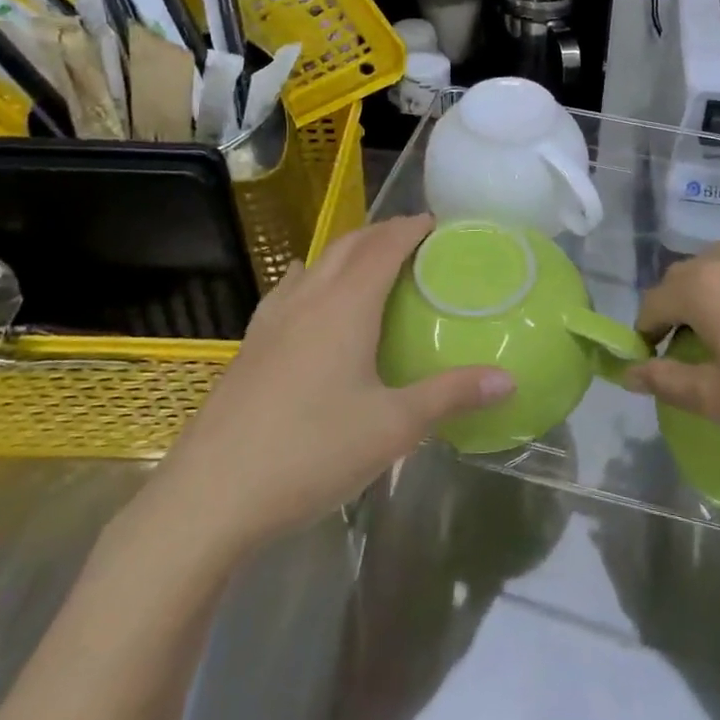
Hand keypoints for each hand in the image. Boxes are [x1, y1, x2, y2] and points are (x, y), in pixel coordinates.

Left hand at [147, 215, 513, 554]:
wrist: (209, 497)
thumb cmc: (311, 452)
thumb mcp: (393, 427)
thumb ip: (451, 395)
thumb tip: (509, 379)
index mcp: (345, 305)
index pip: (384, 246)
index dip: (411, 228)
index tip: (437, 222)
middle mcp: (308, 299)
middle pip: (349, 245)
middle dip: (382, 232)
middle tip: (414, 240)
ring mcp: (271, 320)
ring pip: (316, 263)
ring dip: (348, 252)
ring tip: (372, 265)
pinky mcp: (250, 346)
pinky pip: (290, 290)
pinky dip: (315, 277)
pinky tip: (313, 301)